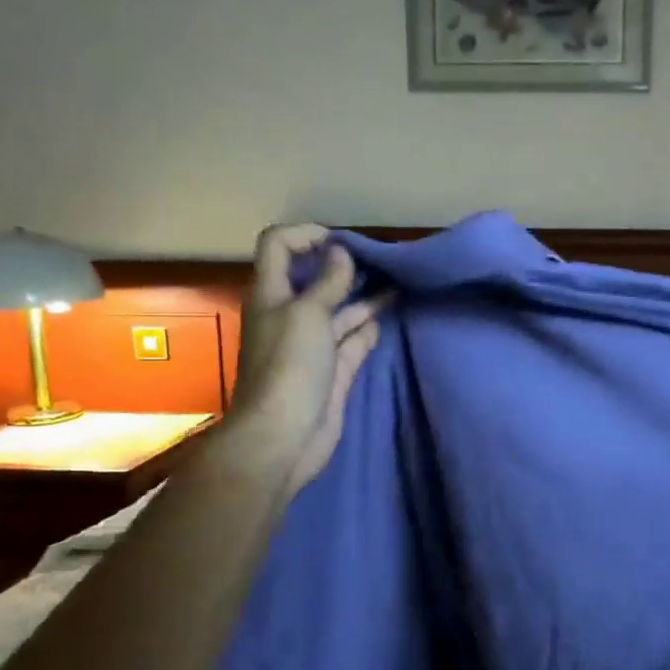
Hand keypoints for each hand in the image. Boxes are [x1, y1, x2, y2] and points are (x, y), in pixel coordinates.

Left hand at [229, 224, 387, 493]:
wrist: (285, 435)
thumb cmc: (289, 365)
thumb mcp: (307, 313)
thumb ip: (328, 281)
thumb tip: (340, 252)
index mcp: (272, 294)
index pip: (279, 246)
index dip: (306, 234)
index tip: (341, 241)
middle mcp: (291, 314)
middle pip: (315, 278)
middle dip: (344, 265)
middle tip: (380, 259)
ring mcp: (314, 344)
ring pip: (340, 310)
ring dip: (364, 296)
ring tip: (397, 281)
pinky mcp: (333, 370)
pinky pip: (353, 341)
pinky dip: (368, 328)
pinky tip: (387, 318)